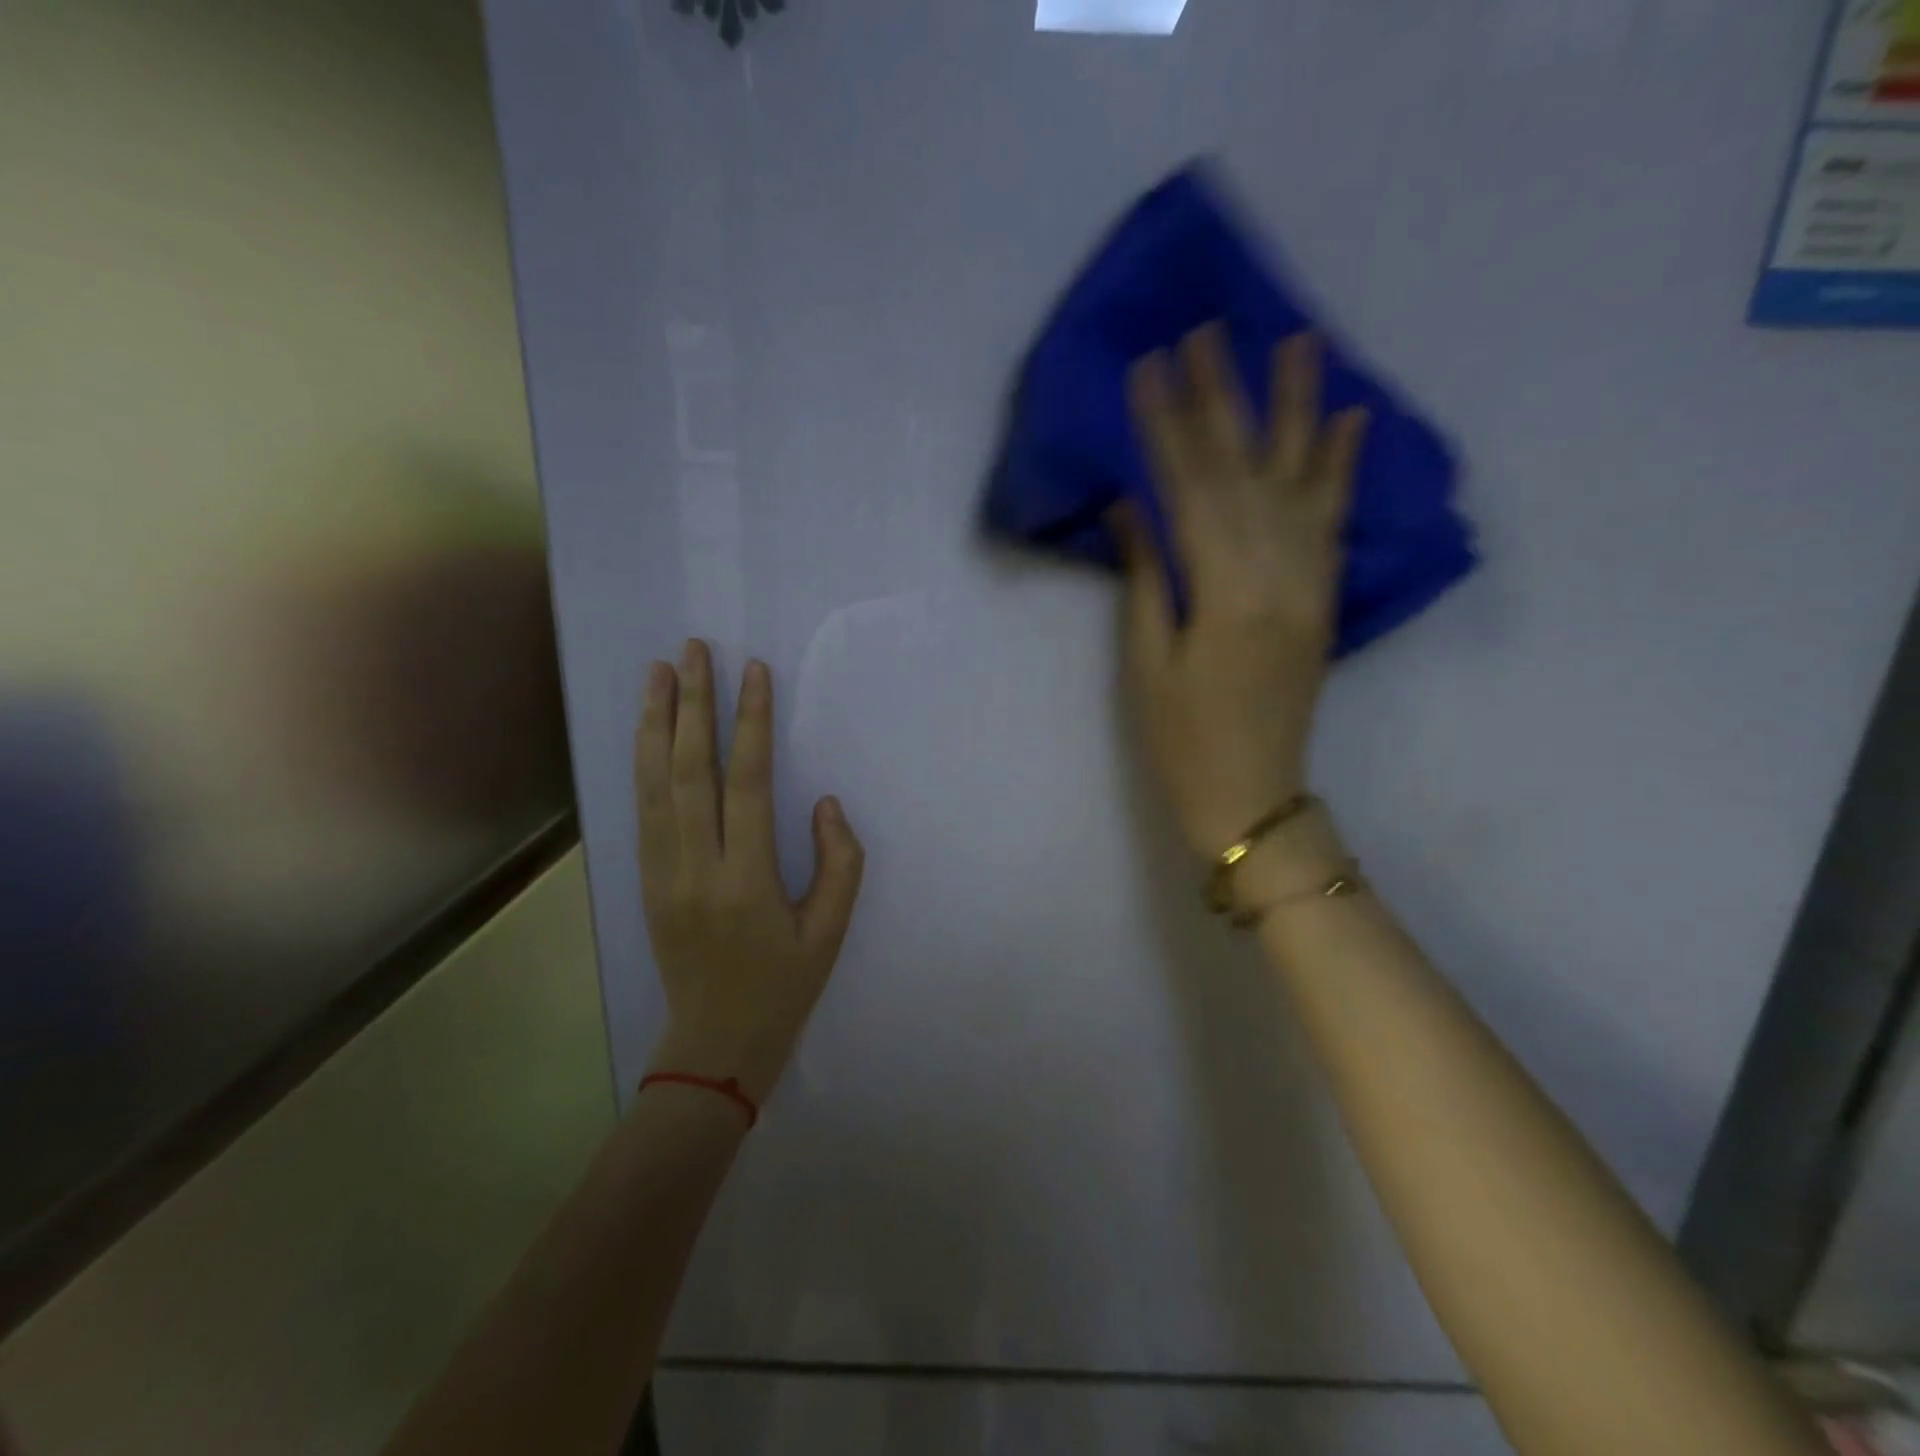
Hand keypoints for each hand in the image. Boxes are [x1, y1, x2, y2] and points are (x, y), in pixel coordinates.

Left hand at [636, 639, 864, 1104]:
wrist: (714, 1045)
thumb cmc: (783, 987)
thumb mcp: (831, 933)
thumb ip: (839, 863)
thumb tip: (824, 803)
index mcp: (745, 881)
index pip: (746, 783)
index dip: (750, 723)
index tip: (752, 672)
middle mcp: (694, 868)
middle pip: (688, 770)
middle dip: (691, 704)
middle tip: (692, 650)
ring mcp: (660, 873)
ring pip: (652, 784)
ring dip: (655, 723)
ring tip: (657, 672)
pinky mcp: (644, 880)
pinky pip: (641, 810)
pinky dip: (642, 763)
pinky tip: (646, 732)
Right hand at [1116, 326, 1366, 858]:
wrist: (1252, 797)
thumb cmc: (1181, 740)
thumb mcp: (1145, 665)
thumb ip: (1145, 578)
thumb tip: (1131, 505)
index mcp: (1223, 592)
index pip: (1190, 488)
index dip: (1166, 425)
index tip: (1149, 364)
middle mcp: (1276, 573)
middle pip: (1246, 469)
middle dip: (1222, 396)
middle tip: (1206, 329)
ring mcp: (1310, 583)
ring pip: (1302, 479)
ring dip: (1296, 407)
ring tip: (1296, 338)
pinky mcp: (1323, 598)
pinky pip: (1336, 521)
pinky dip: (1343, 466)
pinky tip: (1350, 418)